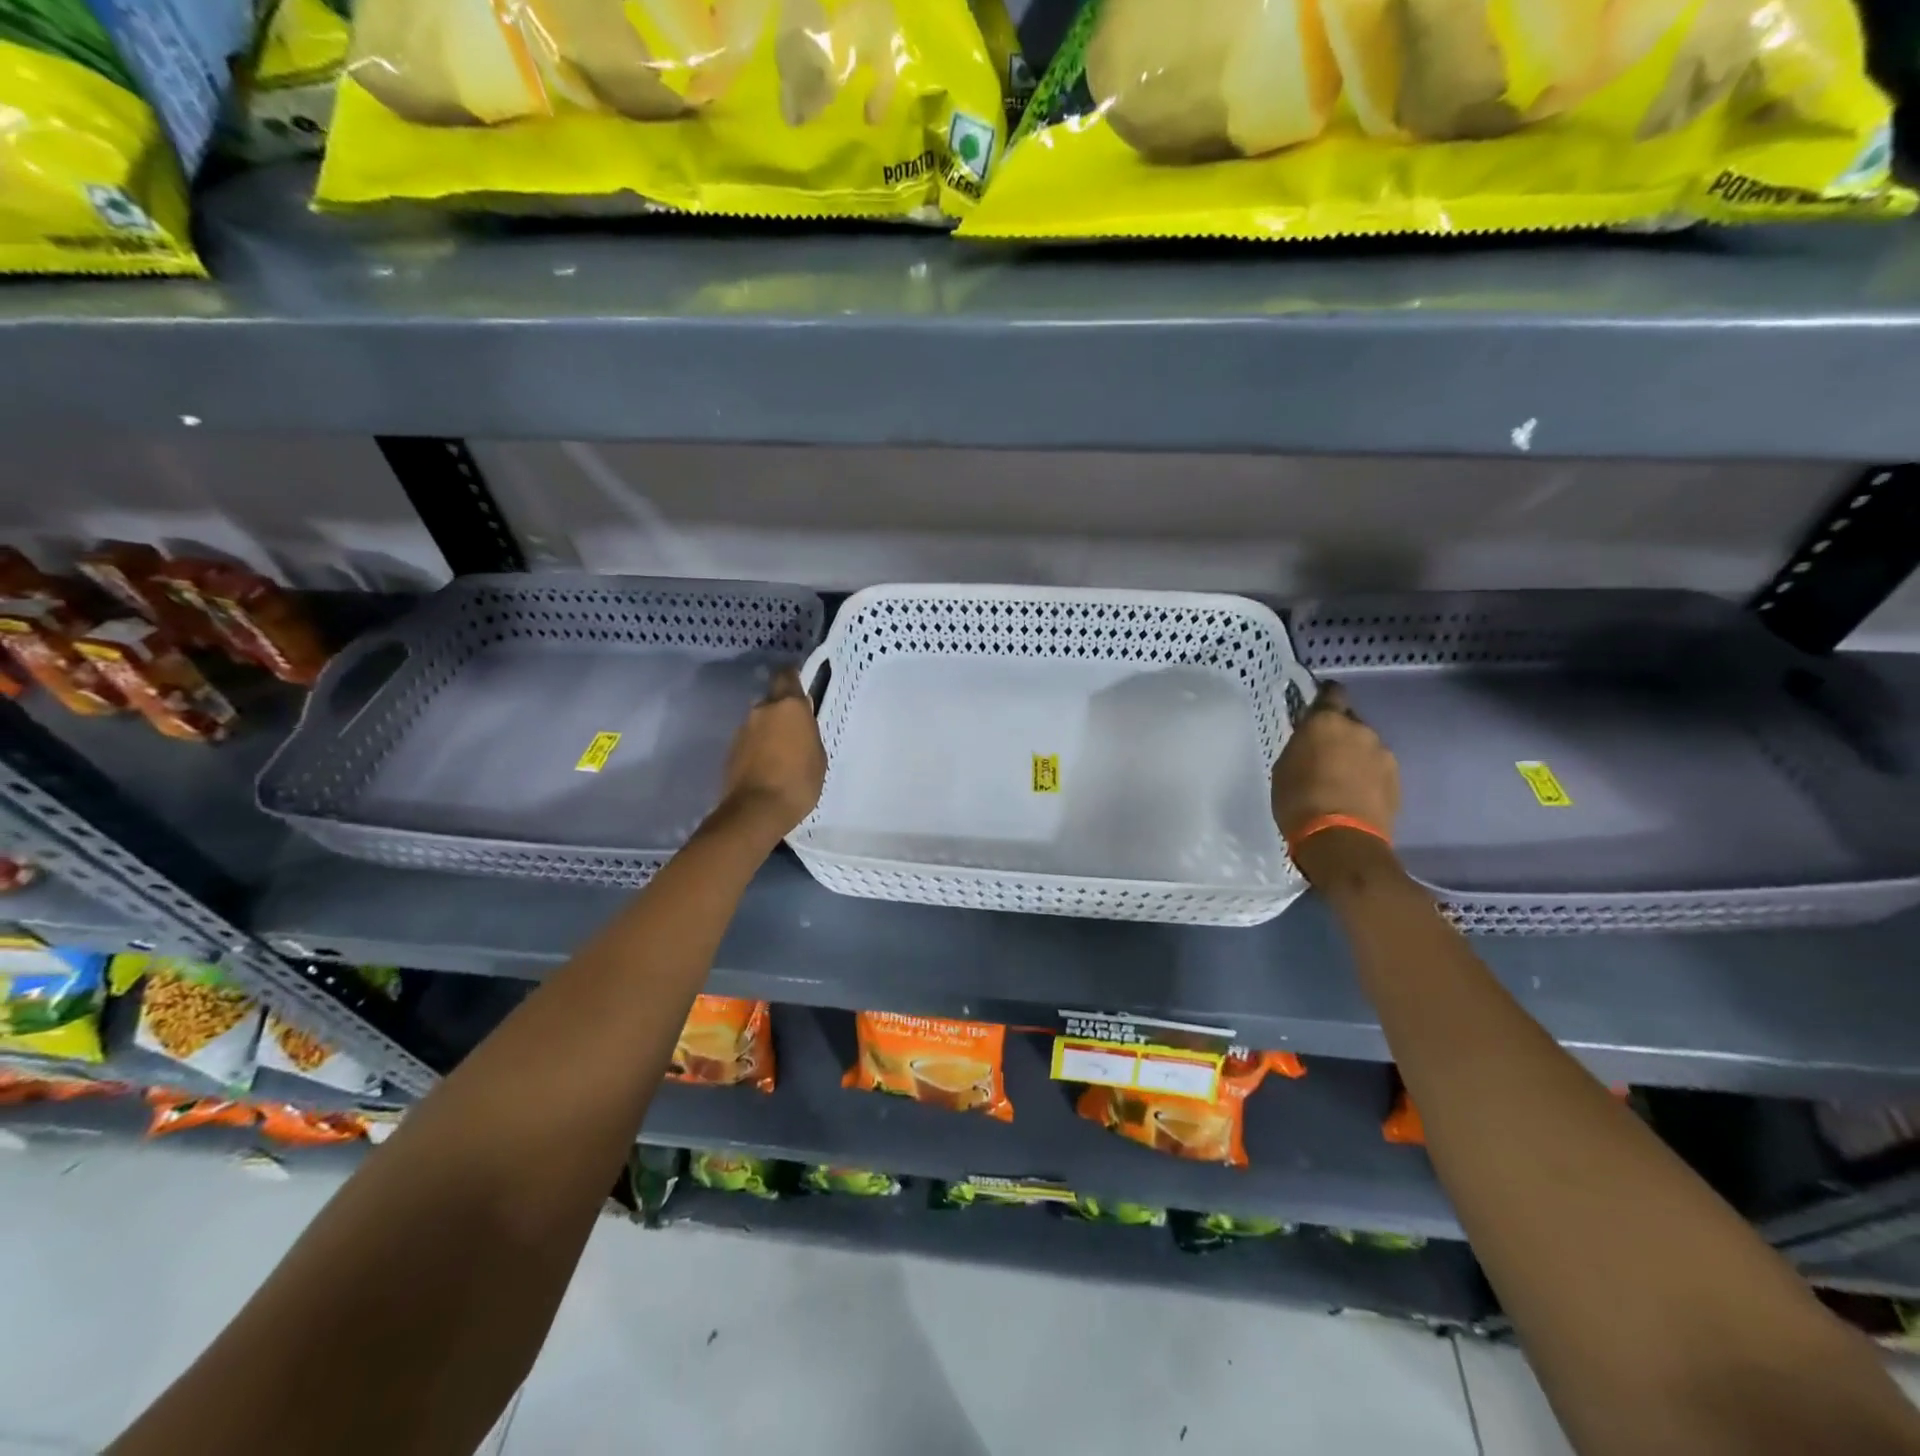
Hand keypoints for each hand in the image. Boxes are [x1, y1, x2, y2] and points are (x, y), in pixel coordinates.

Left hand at [716, 667, 826, 843]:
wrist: (756, 810)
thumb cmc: (798, 781)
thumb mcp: (817, 756)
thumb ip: (807, 733)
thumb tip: (798, 726)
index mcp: (789, 706)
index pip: (786, 675)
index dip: (792, 677)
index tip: (800, 686)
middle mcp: (762, 710)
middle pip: (772, 700)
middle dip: (782, 710)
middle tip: (795, 731)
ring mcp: (742, 729)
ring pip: (759, 721)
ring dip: (769, 730)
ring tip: (781, 754)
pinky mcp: (730, 750)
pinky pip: (749, 741)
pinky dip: (758, 747)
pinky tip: (767, 766)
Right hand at [1271, 681, 1400, 846]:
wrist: (1341, 840)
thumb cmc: (1299, 800)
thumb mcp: (1284, 768)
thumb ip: (1301, 747)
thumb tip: (1311, 744)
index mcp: (1327, 722)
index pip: (1332, 693)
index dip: (1325, 698)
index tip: (1317, 708)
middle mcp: (1360, 730)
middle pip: (1350, 723)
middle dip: (1339, 735)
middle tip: (1323, 755)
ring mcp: (1383, 755)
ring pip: (1366, 747)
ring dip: (1355, 757)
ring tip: (1340, 781)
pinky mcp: (1397, 780)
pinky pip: (1377, 770)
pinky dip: (1367, 777)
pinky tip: (1354, 796)